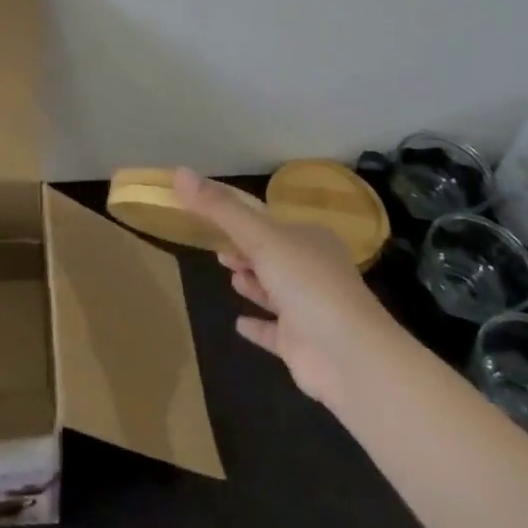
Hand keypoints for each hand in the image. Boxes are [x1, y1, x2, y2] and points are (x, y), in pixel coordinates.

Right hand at [175, 167, 389, 409]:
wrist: (349, 356)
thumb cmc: (306, 283)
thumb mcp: (259, 236)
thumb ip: (219, 208)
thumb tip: (179, 171)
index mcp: (309, 239)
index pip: (270, 223)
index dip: (242, 220)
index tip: (213, 217)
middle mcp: (312, 270)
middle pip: (272, 254)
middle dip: (245, 250)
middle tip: (217, 248)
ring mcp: (308, 309)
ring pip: (274, 290)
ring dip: (252, 281)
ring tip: (227, 273)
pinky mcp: (302, 345)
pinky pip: (274, 331)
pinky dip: (257, 325)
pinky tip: (238, 324)